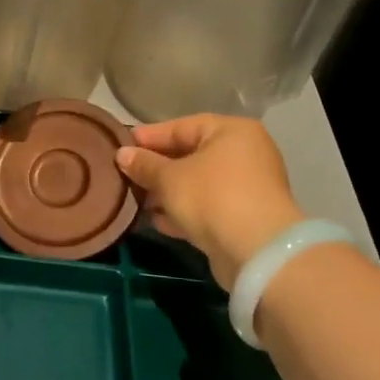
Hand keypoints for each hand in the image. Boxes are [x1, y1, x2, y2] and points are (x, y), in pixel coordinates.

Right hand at [116, 115, 304, 289]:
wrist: (257, 252)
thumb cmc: (212, 197)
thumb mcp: (169, 178)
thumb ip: (144, 164)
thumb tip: (122, 155)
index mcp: (232, 131)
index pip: (182, 126)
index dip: (150, 137)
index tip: (122, 146)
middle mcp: (245, 153)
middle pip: (191, 155)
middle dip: (158, 168)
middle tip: (127, 175)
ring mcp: (249, 187)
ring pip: (199, 184)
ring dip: (168, 193)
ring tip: (137, 201)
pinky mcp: (246, 218)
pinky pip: (209, 207)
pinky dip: (185, 211)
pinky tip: (158, 221)